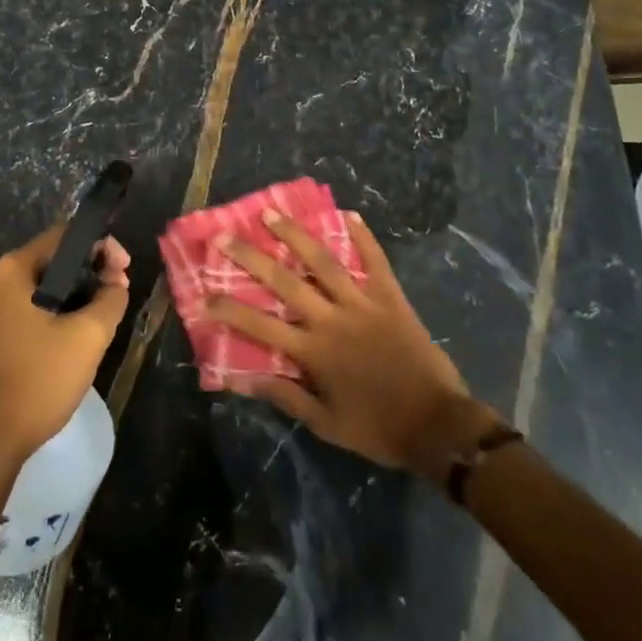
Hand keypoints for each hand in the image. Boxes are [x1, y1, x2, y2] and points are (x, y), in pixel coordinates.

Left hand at [0, 225, 130, 462]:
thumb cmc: (38, 379)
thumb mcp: (88, 336)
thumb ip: (111, 298)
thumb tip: (115, 283)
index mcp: (13, 269)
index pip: (66, 235)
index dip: (102, 245)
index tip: (125, 271)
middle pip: (55, 258)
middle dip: (92, 270)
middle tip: (120, 292)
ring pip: (45, 284)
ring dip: (78, 292)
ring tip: (105, 314)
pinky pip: (33, 306)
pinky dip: (59, 310)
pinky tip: (78, 333)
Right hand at [212, 210, 493, 475]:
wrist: (438, 424)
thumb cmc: (378, 428)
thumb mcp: (326, 424)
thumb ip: (286, 396)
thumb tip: (243, 379)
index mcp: (314, 352)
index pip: (261, 326)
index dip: (230, 309)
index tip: (204, 294)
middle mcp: (333, 319)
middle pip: (285, 282)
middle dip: (252, 257)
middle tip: (226, 235)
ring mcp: (363, 305)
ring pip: (324, 262)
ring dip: (296, 235)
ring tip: (272, 213)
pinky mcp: (391, 298)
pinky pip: (376, 262)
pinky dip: (364, 238)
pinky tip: (351, 215)